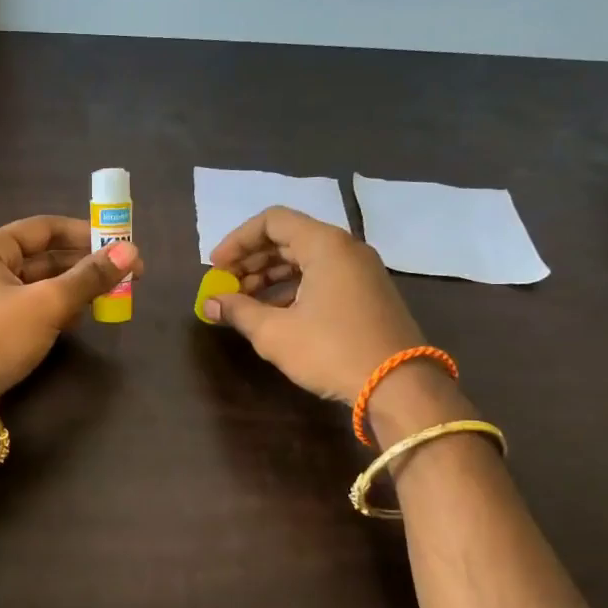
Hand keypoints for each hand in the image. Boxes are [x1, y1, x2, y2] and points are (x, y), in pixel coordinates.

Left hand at [0, 215, 142, 399]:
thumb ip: (89, 277)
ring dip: (75, 288)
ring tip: (111, 297)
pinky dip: (58, 309)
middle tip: (127, 276)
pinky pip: (33, 308)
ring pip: (41, 284)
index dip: (86, 233)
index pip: (46, 227)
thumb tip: (131, 251)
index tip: (121, 245)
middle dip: (85, 264)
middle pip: (45, 255)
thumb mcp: (47, 304)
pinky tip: (81, 319)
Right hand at [204, 206, 424, 402]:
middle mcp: (345, 248)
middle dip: (251, 261)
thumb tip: (209, 304)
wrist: (399, 386)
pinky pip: (322, 277)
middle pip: (288, 238)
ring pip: (304, 260)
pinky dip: (292, 289)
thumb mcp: (275, 332)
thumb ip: (238, 311)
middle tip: (225, 287)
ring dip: (269, 277)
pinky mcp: (367, 294)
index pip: (272, 221)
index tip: (215, 268)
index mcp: (325, 245)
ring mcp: (360, 271)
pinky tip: (273, 314)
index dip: (237, 241)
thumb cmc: (331, 351)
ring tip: (243, 304)